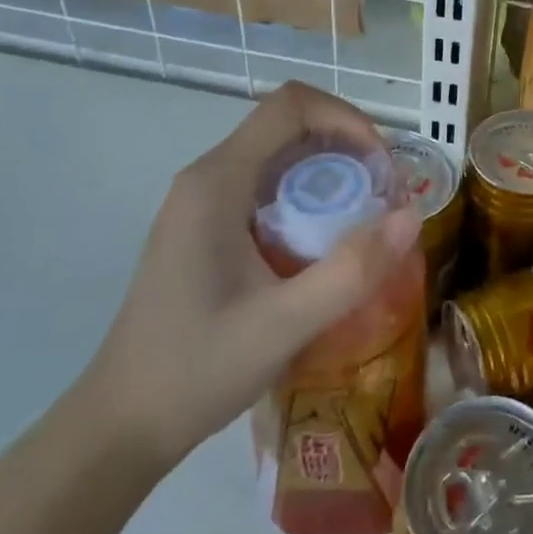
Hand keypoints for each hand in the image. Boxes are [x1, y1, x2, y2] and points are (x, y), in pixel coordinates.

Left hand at [74, 82, 421, 471]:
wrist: (120, 427)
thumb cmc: (195, 371)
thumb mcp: (283, 326)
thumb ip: (351, 270)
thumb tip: (412, 216)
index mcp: (216, 182)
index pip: (290, 105)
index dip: (347, 119)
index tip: (382, 167)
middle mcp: (207, 177)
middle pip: (290, 123)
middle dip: (348, 145)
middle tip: (385, 195)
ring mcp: (204, 201)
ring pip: (281, 153)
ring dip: (332, 170)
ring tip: (367, 215)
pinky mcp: (207, 225)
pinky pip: (269, 183)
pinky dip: (311, 193)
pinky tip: (328, 240)